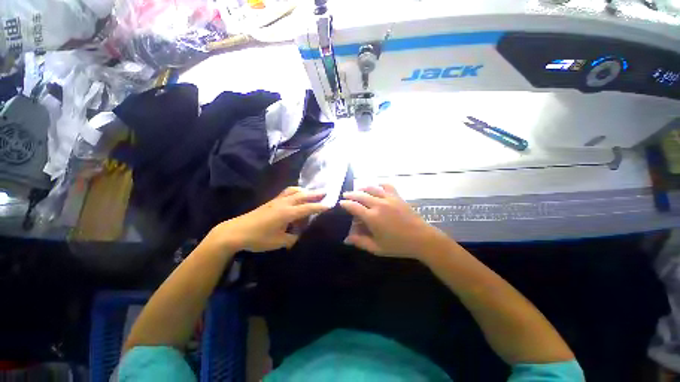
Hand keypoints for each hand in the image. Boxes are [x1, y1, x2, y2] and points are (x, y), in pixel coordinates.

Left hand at [210, 187, 329, 251]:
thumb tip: (300, 234)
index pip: (308, 208)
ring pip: (294, 191)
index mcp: (287, 213)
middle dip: (315, 194)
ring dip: (305, 190)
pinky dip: (295, 190)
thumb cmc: (258, 238)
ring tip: (312, 191)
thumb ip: (293, 237)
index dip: (319, 207)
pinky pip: (286, 192)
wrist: (236, 232)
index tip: (330, 205)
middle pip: (303, 195)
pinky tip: (296, 193)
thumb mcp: (279, 242)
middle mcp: (284, 203)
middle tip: (326, 191)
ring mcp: (276, 200)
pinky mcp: (271, 201)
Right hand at [339, 184, 448, 258]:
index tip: (341, 203)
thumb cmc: (398, 245)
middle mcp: (379, 204)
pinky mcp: (398, 197)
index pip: (354, 206)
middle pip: (361, 195)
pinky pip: (387, 186)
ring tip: (358, 190)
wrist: (422, 239)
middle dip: (351, 194)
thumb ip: (360, 242)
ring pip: (372, 188)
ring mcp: (389, 199)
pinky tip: (377, 187)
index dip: (345, 204)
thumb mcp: (377, 248)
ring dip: (363, 187)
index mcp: (372, 217)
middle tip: (345, 195)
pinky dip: (380, 184)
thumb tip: (346, 239)